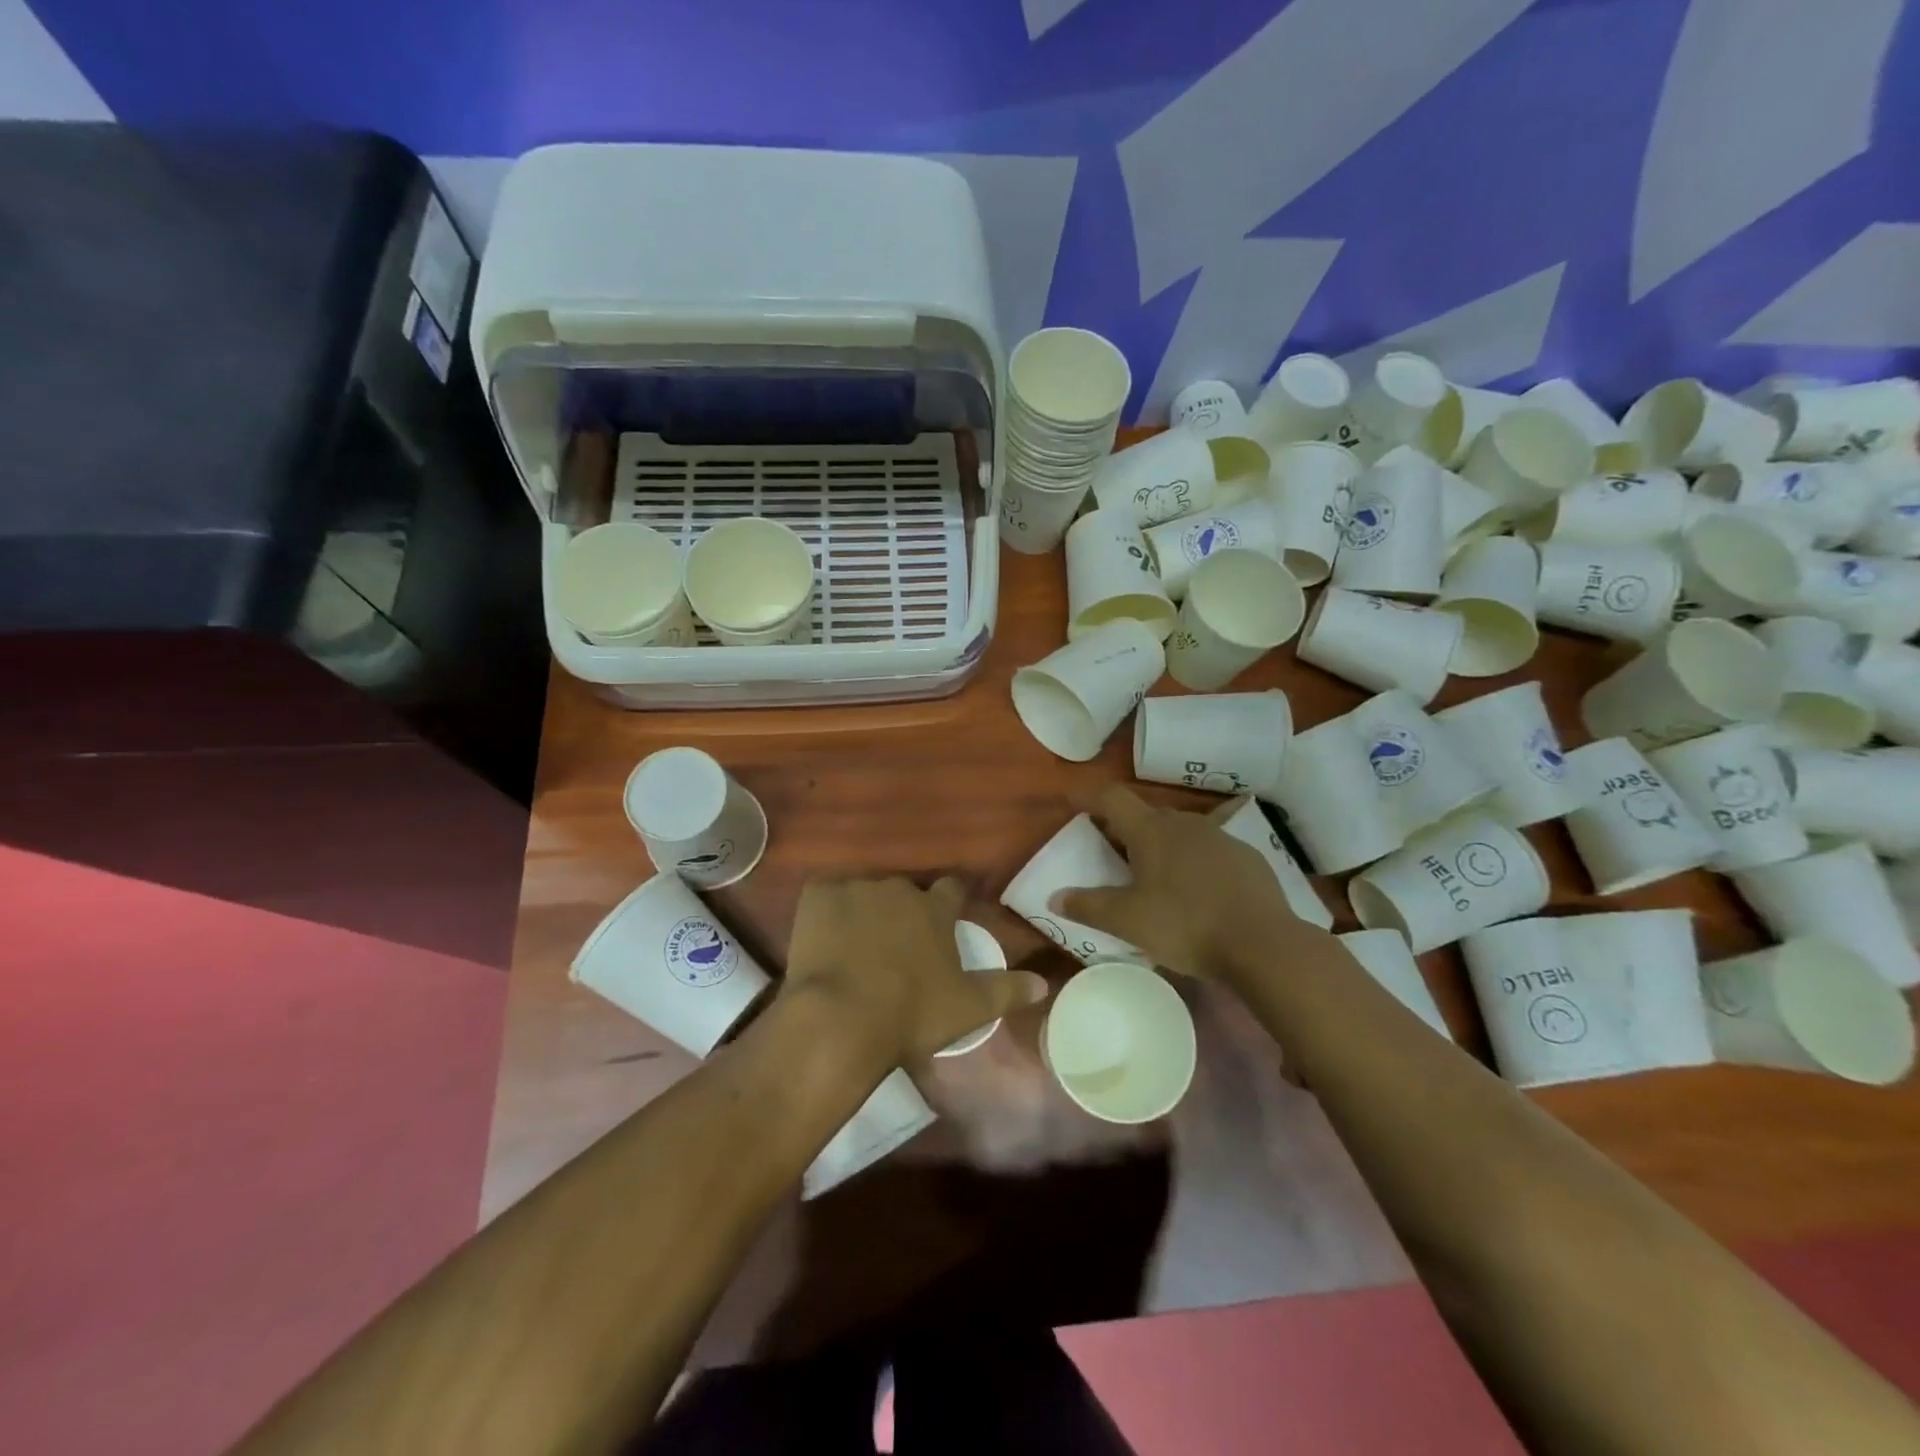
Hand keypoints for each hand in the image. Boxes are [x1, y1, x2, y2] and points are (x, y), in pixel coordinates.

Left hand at [782, 876, 1049, 1068]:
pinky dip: (827, 911)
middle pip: (906, 893)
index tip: (946, 917)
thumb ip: (1007, 990)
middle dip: (904, 912)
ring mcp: (856, 889)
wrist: (841, 1018)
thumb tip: (1044, 984)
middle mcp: (898, 889)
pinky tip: (824, 937)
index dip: (951, 902)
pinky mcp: (817, 896)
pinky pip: (825, 895)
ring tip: (856, 945)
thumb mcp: (969, 1008)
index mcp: (935, 909)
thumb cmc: (911, 1013)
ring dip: (865, 912)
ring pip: (865, 893)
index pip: (952, 889)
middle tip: (897, 945)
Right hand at [1058, 785, 1314, 985]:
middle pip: (1146, 815)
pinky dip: (1194, 861)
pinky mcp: (1248, 857)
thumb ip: (1088, 906)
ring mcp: (1221, 838)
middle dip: (1125, 828)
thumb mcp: (1128, 922)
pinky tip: (1198, 891)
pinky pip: (1210, 850)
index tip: (1073, 802)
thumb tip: (1054, 897)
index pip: (1112, 798)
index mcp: (1151, 831)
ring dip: (1162, 844)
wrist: (1263, 945)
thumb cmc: (1186, 926)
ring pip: (1181, 831)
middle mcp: (1186, 823)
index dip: (1089, 797)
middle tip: (1111, 850)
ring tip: (1154, 874)